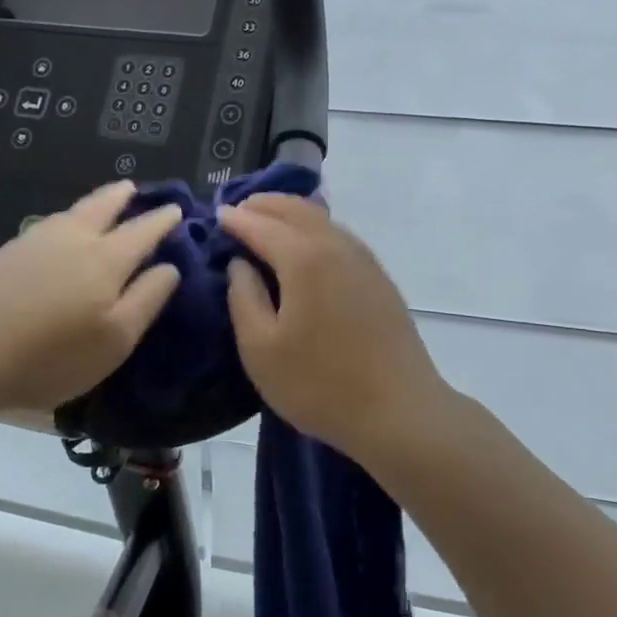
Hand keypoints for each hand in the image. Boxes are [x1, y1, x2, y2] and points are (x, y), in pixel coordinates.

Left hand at [0, 180, 184, 417]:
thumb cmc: (49, 354)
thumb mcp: (114, 340)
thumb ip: (146, 299)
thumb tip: (169, 267)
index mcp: (107, 259)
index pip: (143, 231)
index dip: (163, 220)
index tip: (177, 209)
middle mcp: (74, 238)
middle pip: (104, 206)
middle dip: (123, 196)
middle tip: (134, 187)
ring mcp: (36, 241)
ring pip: (74, 211)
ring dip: (95, 203)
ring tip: (104, 202)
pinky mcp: (7, 252)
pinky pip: (51, 224)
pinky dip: (68, 218)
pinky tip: (62, 229)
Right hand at [220, 193, 446, 461]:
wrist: (400, 412)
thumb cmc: (320, 384)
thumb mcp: (260, 349)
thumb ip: (243, 297)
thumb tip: (240, 264)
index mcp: (303, 258)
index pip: (260, 225)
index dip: (235, 219)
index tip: (216, 215)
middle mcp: (335, 246)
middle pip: (295, 209)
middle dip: (263, 205)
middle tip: (238, 211)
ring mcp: (363, 259)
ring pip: (321, 218)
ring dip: (290, 212)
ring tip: (267, 221)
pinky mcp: (379, 277)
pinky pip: (339, 235)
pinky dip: (314, 227)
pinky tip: (306, 244)